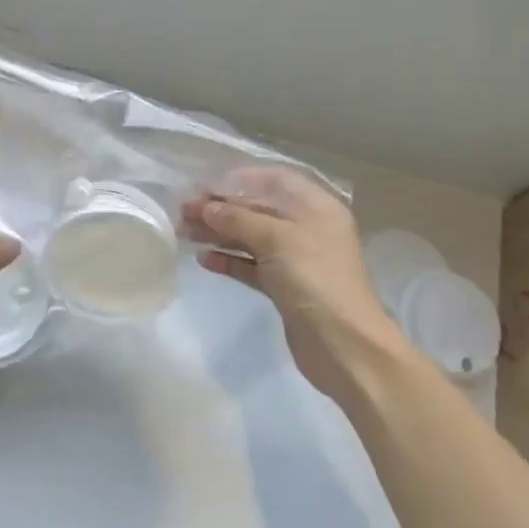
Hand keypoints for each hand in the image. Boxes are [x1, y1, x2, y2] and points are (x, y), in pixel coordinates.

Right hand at [182, 166, 410, 405]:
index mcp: (315, 207)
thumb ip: (238, 219)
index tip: (202, 186)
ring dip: (218, 233)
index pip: (272, 180)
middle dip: (220, 208)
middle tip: (183, 212)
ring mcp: (296, 259)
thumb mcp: (277, 240)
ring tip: (184, 232)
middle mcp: (306, 228)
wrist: (346, 346)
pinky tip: (204, 260)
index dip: (237, 180)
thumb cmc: (316, 280)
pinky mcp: (284, 287)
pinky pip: (251, 265)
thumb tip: (205, 207)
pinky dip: (229, 260)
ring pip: (250, 237)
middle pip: (257, 209)